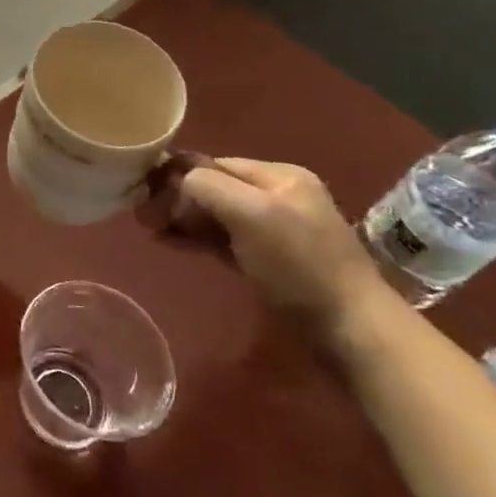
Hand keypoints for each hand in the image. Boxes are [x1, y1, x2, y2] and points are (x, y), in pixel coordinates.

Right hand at [149, 156, 393, 340]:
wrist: (353, 332)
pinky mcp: (270, 262)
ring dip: (183, 219)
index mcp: (279, 176)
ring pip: (216, 214)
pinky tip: (170, 243)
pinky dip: (197, 239)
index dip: (179, 176)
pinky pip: (224, 239)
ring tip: (150, 229)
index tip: (146, 196)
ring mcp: (275, 230)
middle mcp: (277, 195)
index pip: (214, 164)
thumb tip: (176, 184)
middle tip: (142, 216)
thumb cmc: (300, 265)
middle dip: (177, 198)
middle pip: (214, 187)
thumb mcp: (252, 214)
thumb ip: (209, 187)